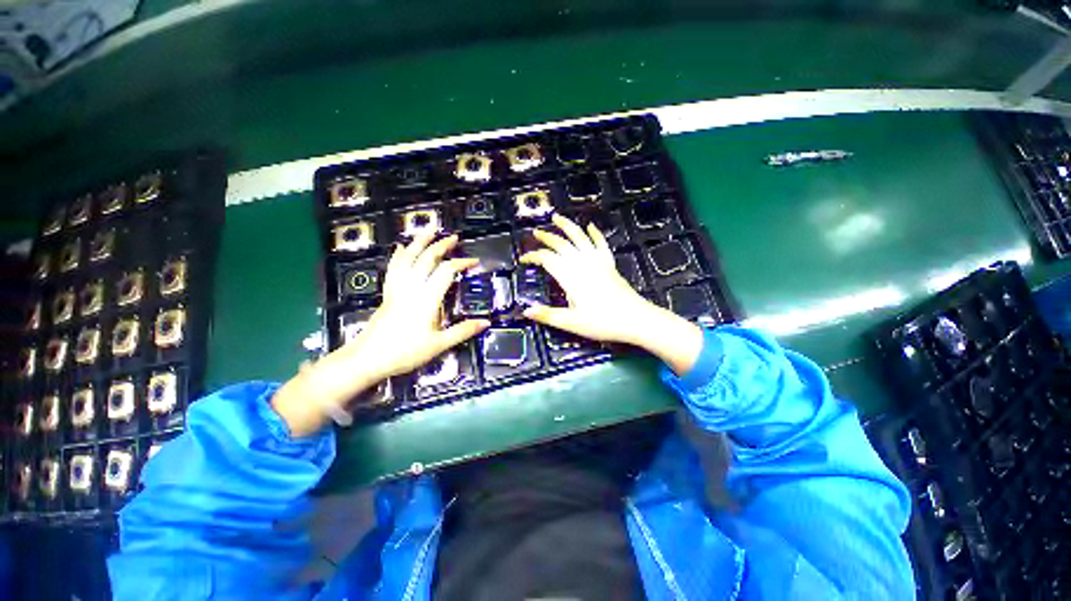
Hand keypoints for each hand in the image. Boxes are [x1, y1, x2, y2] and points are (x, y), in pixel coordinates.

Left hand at [346, 233, 490, 379]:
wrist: (367, 358)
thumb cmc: (405, 352)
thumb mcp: (439, 344)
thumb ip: (463, 331)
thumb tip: (486, 322)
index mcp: (427, 298)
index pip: (446, 271)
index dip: (462, 263)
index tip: (475, 261)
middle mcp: (412, 288)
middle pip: (426, 259)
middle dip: (441, 246)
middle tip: (454, 237)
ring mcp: (397, 289)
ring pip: (407, 258)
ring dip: (419, 243)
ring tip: (428, 231)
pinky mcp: (388, 293)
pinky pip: (393, 269)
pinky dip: (398, 256)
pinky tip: (400, 248)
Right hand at [520, 214, 703, 374]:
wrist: (634, 319)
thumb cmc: (601, 322)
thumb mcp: (571, 322)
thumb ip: (547, 315)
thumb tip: (525, 311)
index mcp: (570, 277)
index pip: (547, 259)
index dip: (533, 256)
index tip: (523, 259)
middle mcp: (582, 264)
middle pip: (561, 244)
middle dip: (547, 237)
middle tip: (535, 233)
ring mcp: (597, 262)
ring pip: (580, 237)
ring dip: (568, 226)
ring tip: (557, 217)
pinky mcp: (609, 264)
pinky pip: (601, 244)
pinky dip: (595, 234)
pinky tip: (590, 227)